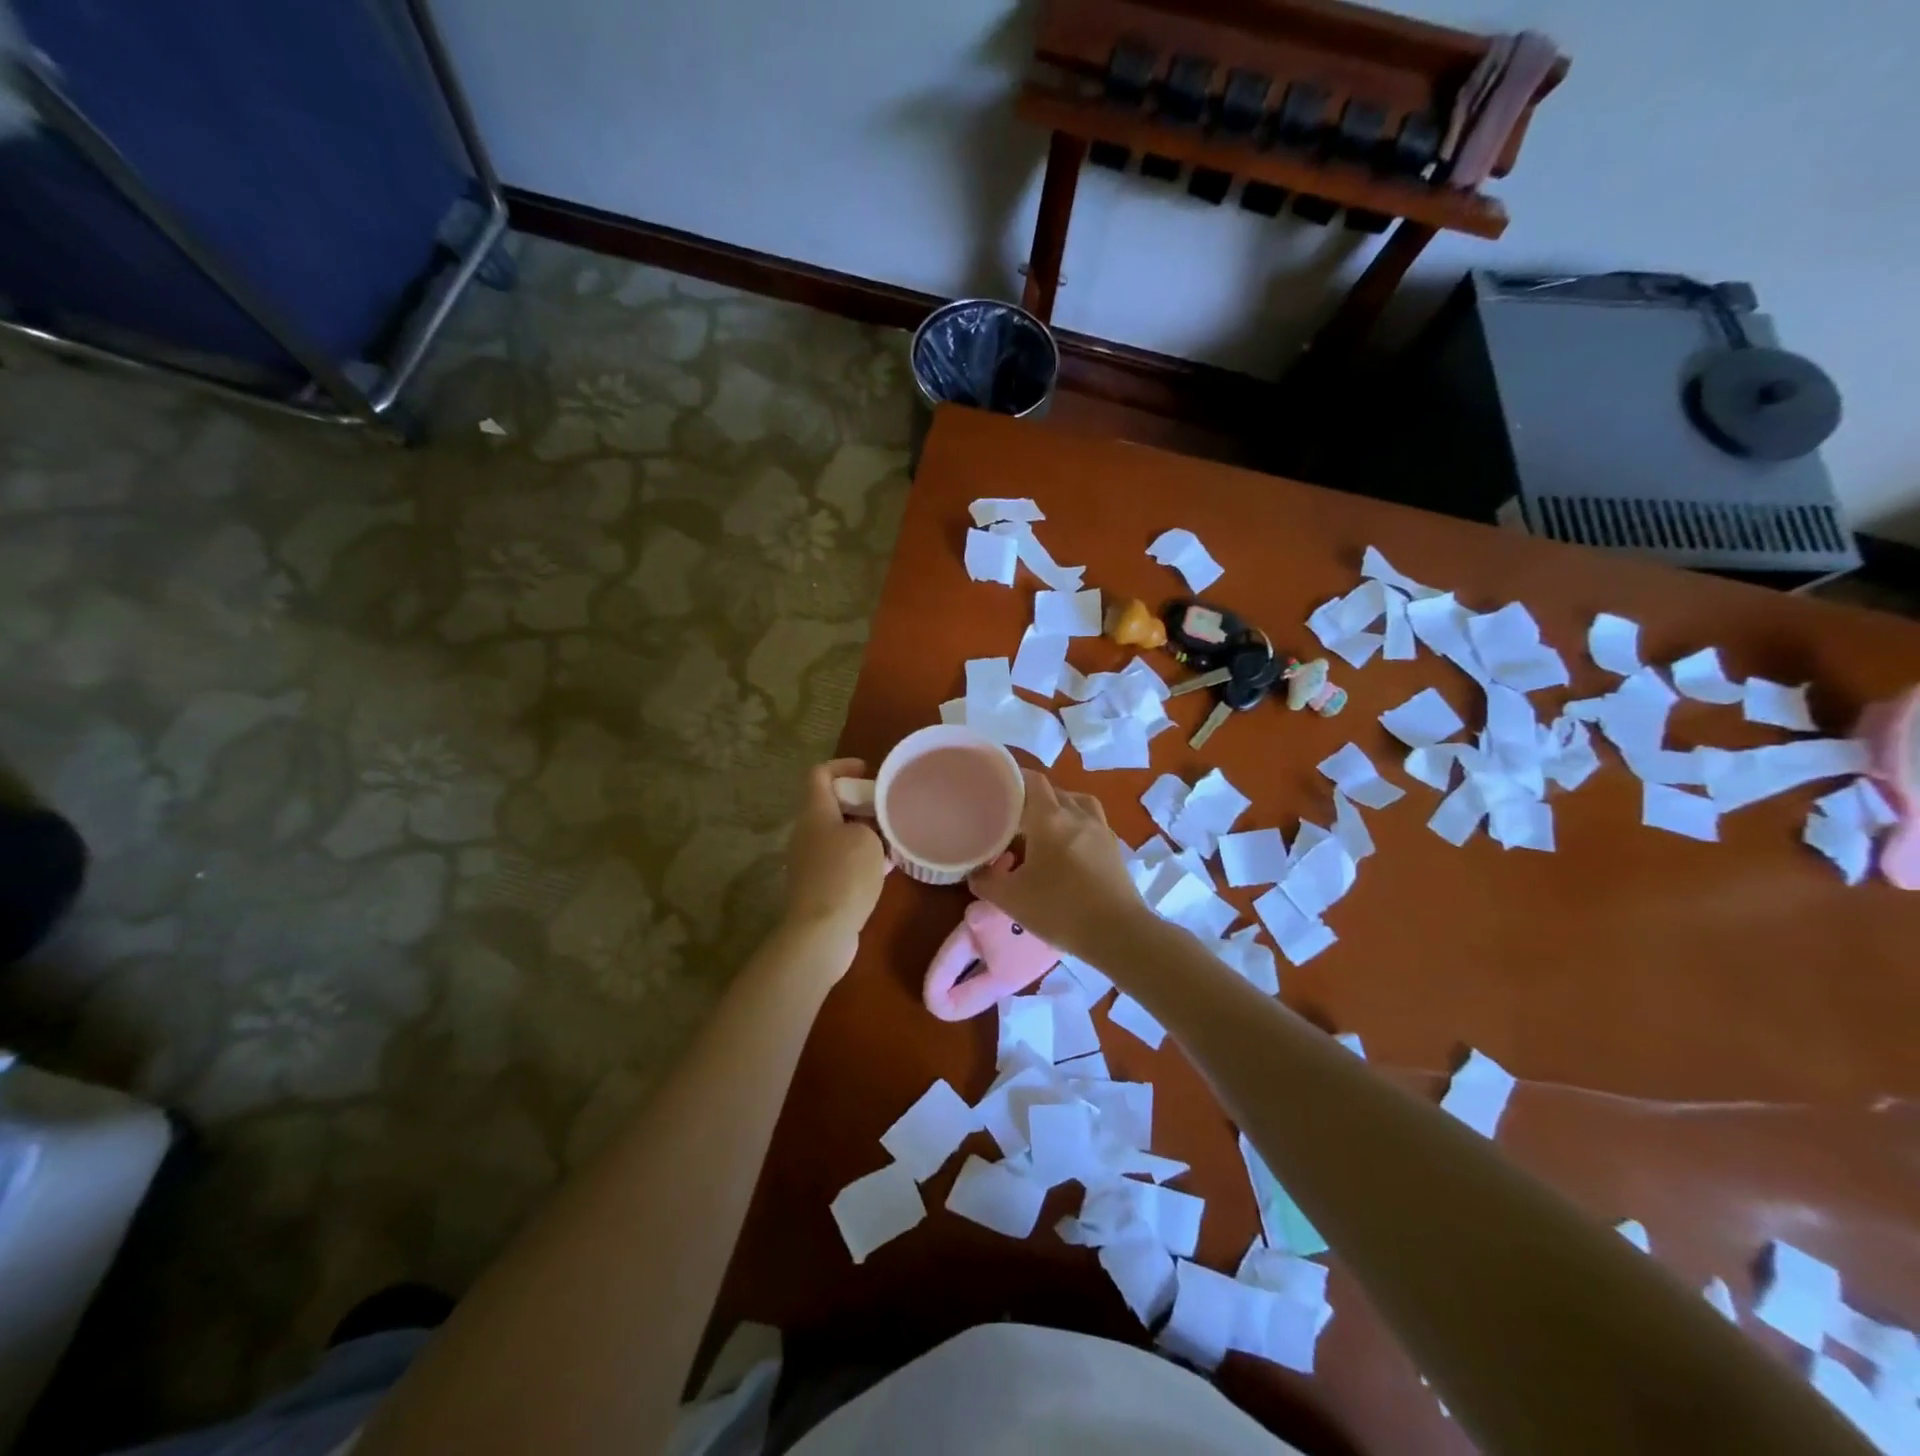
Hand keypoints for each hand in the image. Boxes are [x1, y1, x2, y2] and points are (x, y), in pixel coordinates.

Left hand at [780, 759, 887, 950]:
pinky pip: (842, 859)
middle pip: (831, 804)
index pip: (820, 774)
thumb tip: (868, 827)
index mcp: (814, 813)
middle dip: (860, 801)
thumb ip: (870, 824)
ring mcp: (811, 860)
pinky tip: (885, 865)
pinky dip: (862, 856)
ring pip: (839, 833)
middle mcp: (807, 832)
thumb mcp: (867, 839)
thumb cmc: (844, 875)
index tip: (869, 770)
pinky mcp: (820, 884)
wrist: (821, 931)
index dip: (843, 765)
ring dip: (864, 831)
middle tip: (889, 806)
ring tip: (893, 835)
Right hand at [969, 771, 1149, 959]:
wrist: (1117, 934)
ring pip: (1078, 803)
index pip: (1033, 781)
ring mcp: (1101, 830)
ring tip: (1044, 826)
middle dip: (1034, 798)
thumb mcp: (1010, 900)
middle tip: (1014, 816)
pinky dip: (1078, 825)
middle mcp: (1078, 815)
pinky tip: (1068, 847)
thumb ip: (986, 881)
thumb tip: (975, 872)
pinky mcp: (1115, 848)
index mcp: (1050, 819)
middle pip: (1054, 791)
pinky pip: (1093, 822)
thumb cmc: (1059, 910)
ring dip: (1060, 807)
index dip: (1015, 778)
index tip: (999, 787)